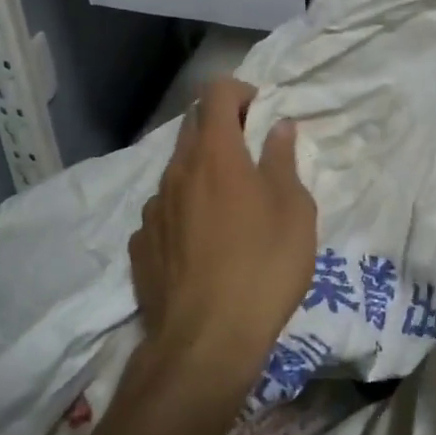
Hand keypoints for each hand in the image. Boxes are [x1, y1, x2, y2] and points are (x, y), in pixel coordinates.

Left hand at [129, 78, 316, 400]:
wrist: (206, 343)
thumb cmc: (263, 266)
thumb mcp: (294, 211)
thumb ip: (283, 161)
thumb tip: (279, 128)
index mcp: (215, 154)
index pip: (215, 93)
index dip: (238, 91)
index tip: (259, 112)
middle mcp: (177, 171)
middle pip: (192, 126)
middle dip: (220, 127)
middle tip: (250, 155)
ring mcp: (153, 209)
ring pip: (177, 171)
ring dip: (202, 172)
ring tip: (229, 208)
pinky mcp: (141, 246)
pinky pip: (164, 212)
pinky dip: (183, 211)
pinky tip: (202, 245)